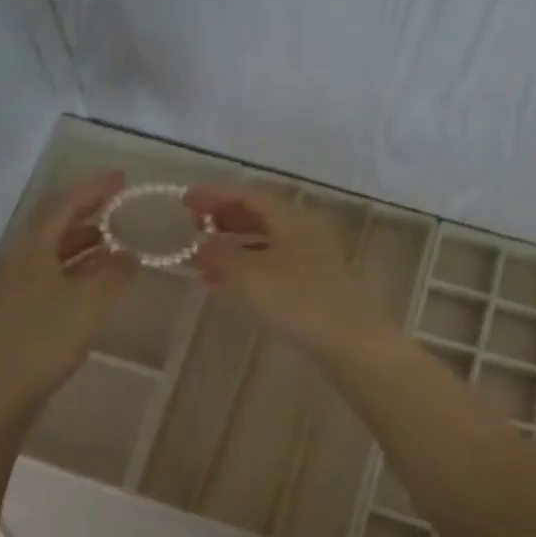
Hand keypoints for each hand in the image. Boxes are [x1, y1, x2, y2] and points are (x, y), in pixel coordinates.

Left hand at [0, 171, 137, 413]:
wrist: (4, 391)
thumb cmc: (47, 339)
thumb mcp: (91, 302)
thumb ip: (115, 272)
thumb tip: (129, 255)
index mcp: (32, 249)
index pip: (64, 205)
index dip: (94, 188)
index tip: (122, 178)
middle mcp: (19, 260)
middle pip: (54, 224)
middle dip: (87, 211)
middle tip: (117, 204)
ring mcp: (16, 286)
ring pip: (53, 251)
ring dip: (83, 241)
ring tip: (112, 240)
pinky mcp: (20, 310)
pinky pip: (52, 274)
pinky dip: (76, 267)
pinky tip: (94, 279)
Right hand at [185, 183, 388, 358]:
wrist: (350, 342)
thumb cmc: (297, 300)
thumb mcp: (248, 275)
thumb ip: (219, 255)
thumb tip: (199, 243)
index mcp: (291, 218)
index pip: (248, 195)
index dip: (214, 195)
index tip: (185, 200)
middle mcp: (304, 231)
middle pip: (258, 216)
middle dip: (222, 220)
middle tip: (192, 227)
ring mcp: (312, 259)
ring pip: (264, 244)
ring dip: (231, 249)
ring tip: (199, 262)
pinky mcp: (313, 286)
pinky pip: (271, 267)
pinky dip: (245, 271)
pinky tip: (223, 286)